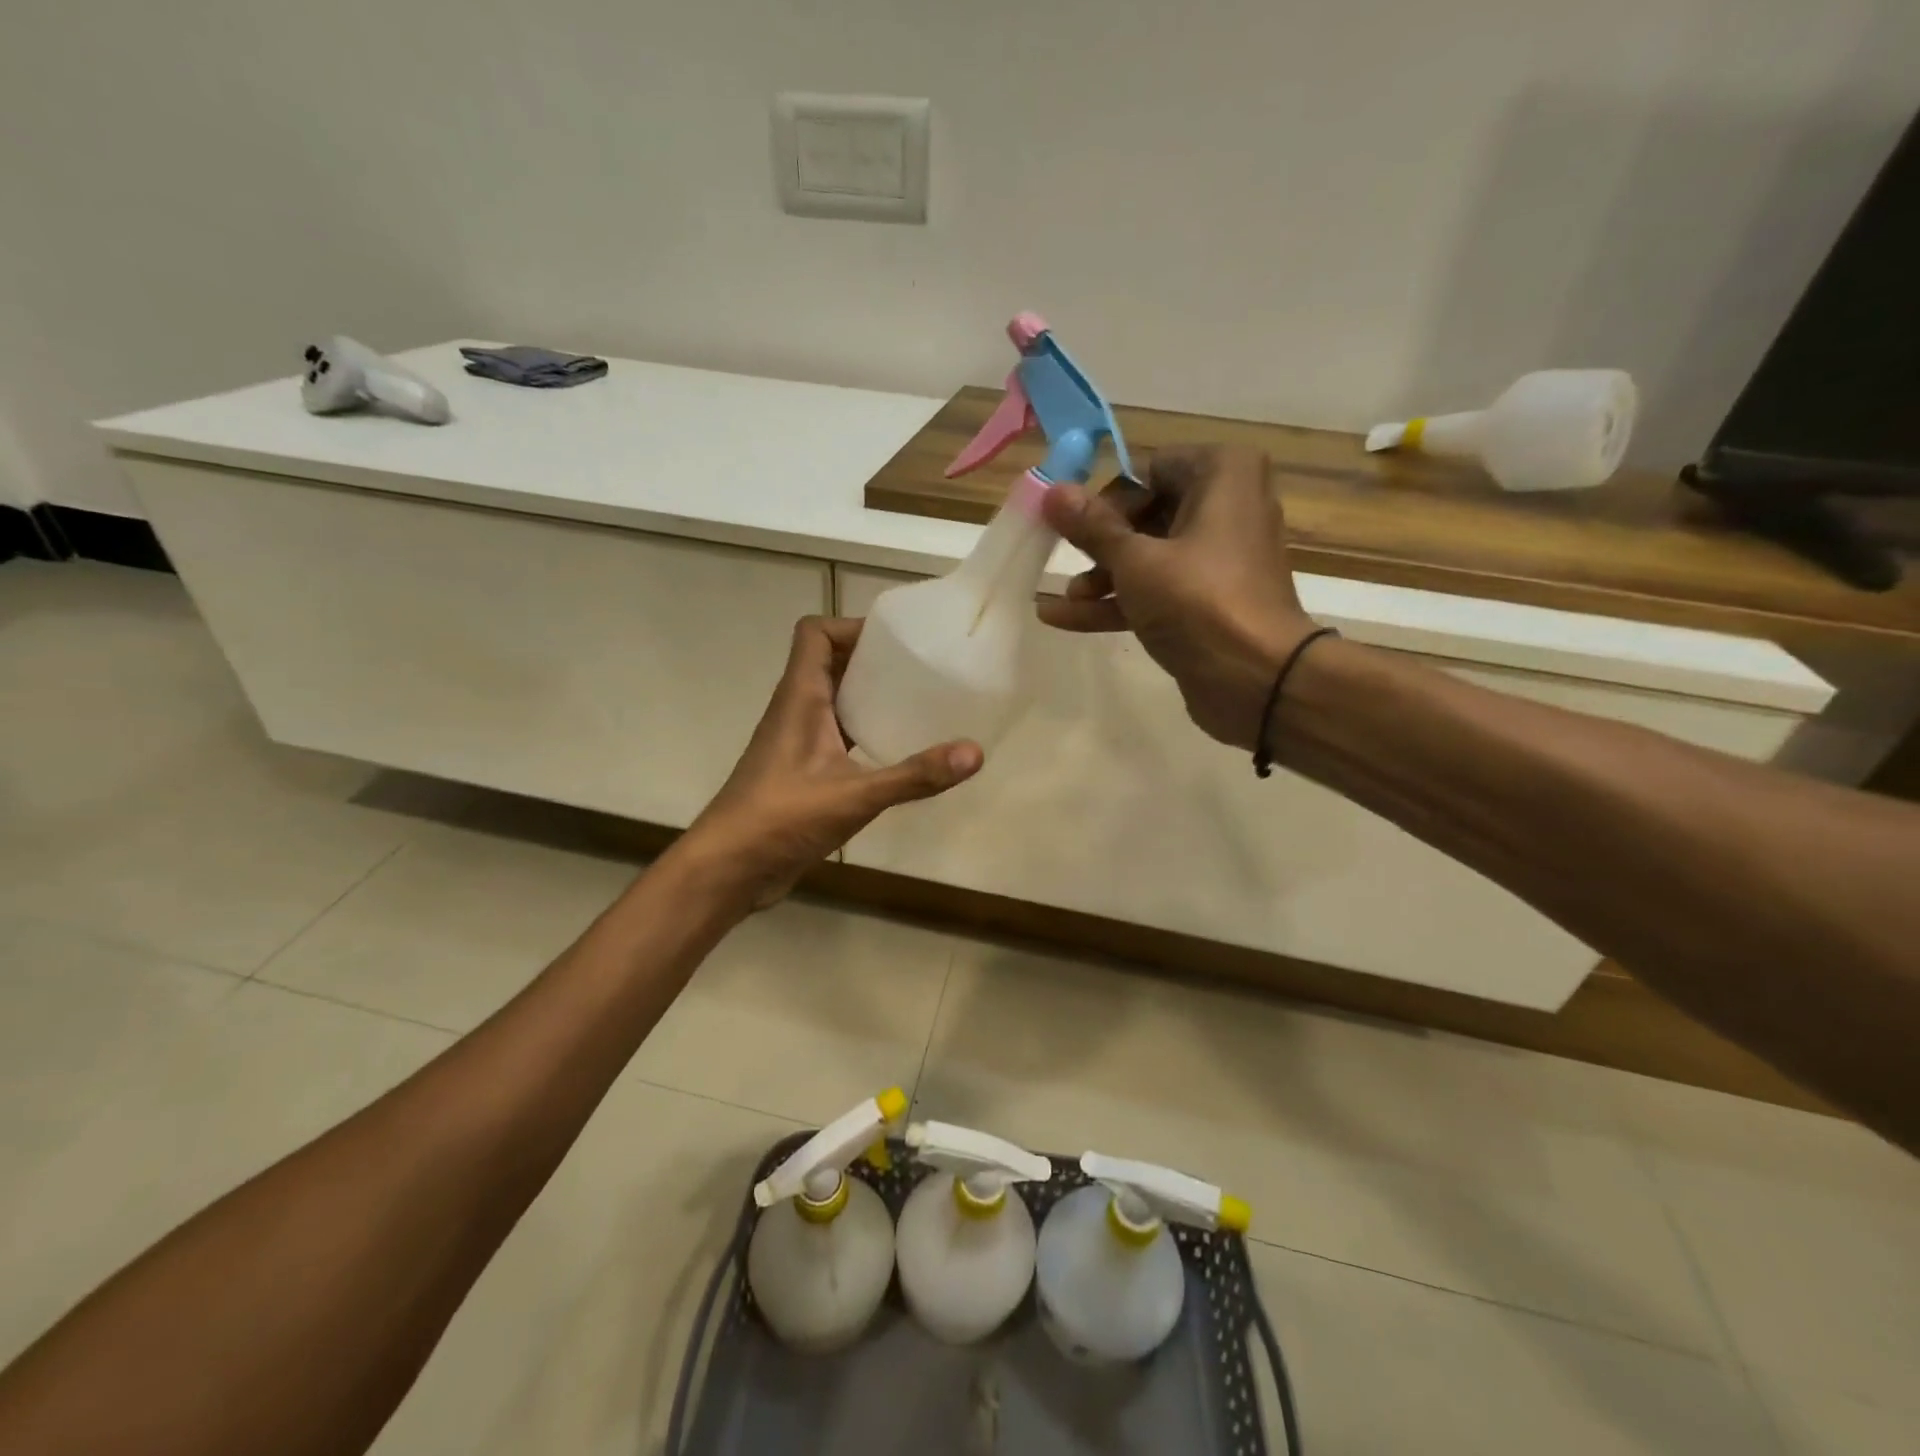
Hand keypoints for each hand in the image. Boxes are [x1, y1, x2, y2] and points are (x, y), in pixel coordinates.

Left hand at [675, 616, 982, 907]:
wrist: (729, 868)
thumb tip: (975, 753)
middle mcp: (795, 710)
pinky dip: (862, 732)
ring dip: (868, 697)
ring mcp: (796, 741)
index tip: (896, 641)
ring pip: (833, 700)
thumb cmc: (782, 818)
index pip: (815, 633)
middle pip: (829, 662)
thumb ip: (914, 775)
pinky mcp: (801, 771)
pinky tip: (893, 752)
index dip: (851, 627)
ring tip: (916, 704)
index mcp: (800, 697)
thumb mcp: (855, 796)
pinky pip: (834, 735)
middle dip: (871, 660)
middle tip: (920, 670)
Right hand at [1037, 445, 1316, 750]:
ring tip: (1065, 598)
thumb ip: (1092, 527)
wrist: (1257, 679)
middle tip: (1065, 559)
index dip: (1110, 498)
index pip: (1151, 470)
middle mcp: (1228, 507)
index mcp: (1223, 474)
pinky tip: (1063, 617)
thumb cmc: (1198, 600)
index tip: (1074, 525)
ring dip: (1103, 576)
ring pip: (1150, 556)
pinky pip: (1158, 591)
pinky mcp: (1209, 602)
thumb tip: (1052, 491)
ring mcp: (1219, 559)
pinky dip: (1118, 602)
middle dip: (1101, 542)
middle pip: (1147, 515)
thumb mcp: (1135, 560)